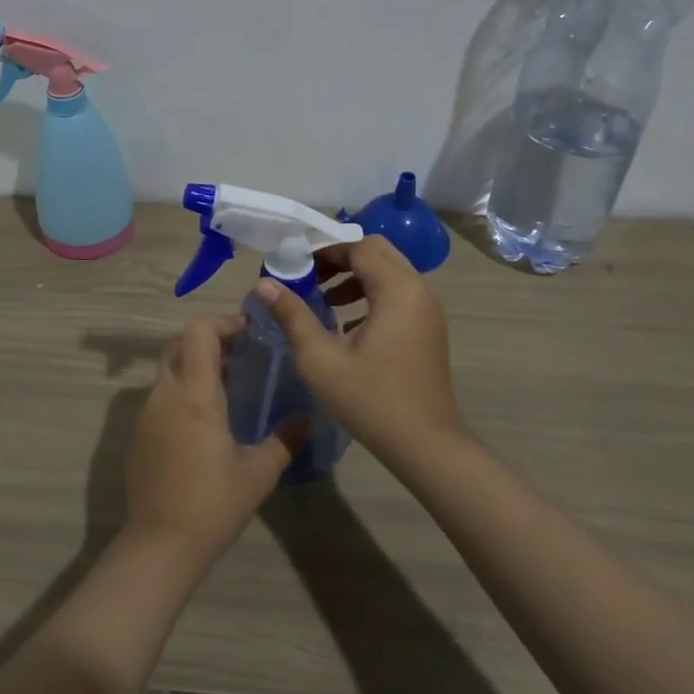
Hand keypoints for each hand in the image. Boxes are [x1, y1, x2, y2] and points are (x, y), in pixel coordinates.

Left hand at [122, 313, 307, 564]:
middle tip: (240, 354)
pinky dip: (180, 390)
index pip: (198, 332)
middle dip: (208, 339)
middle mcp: (165, 394)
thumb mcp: (259, 473)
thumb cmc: (213, 504)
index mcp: (194, 394)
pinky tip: (202, 420)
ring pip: (167, 369)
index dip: (222, 322)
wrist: (160, 545)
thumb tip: (308, 418)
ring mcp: (146, 414)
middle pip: (179, 343)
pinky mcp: (137, 434)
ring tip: (226, 385)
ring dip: (193, 365)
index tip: (248, 331)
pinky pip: (159, 396)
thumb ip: (285, 440)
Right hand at [255, 235, 468, 466]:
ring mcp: (427, 310)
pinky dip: (371, 295)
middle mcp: (418, 290)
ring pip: (389, 273)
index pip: (359, 247)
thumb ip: (292, 315)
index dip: (324, 252)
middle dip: (340, 260)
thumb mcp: (320, 359)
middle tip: (309, 278)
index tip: (295, 268)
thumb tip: (264, 284)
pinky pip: (398, 294)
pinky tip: (346, 325)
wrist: (426, 446)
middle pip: (377, 253)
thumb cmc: (371, 400)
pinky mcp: (428, 329)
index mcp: (397, 290)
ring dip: (355, 277)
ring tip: (323, 300)